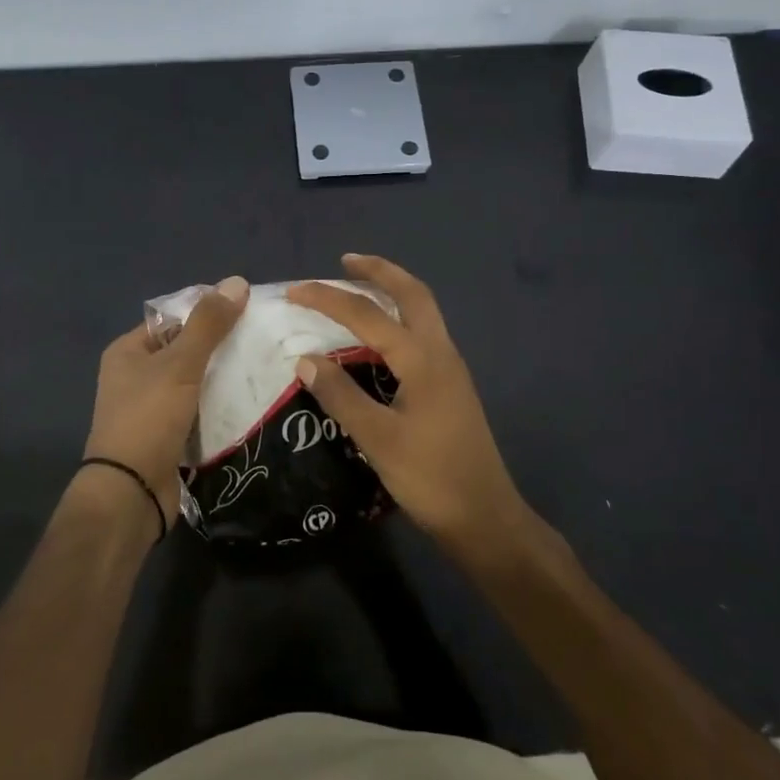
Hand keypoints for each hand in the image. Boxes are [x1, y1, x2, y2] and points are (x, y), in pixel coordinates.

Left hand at [83, 276, 249, 523]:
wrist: (131, 493)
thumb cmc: (149, 418)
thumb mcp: (180, 365)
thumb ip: (208, 325)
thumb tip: (237, 281)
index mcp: (128, 351)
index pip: (172, 319)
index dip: (206, 313)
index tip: (247, 311)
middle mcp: (135, 376)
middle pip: (185, 350)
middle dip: (220, 346)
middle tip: (262, 340)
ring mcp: (151, 408)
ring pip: (195, 382)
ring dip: (223, 378)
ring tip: (264, 366)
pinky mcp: (168, 435)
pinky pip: (198, 410)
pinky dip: (219, 405)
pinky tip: (250, 400)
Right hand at [287, 255, 524, 550]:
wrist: (485, 518)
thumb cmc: (431, 478)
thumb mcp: (378, 439)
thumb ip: (340, 395)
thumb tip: (305, 358)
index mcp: (423, 359)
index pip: (368, 315)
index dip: (329, 299)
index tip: (294, 291)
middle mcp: (441, 353)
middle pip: (413, 294)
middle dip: (379, 272)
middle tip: (345, 261)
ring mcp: (450, 369)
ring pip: (423, 312)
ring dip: (393, 292)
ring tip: (359, 289)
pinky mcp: (451, 387)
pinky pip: (423, 334)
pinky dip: (399, 319)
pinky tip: (380, 338)